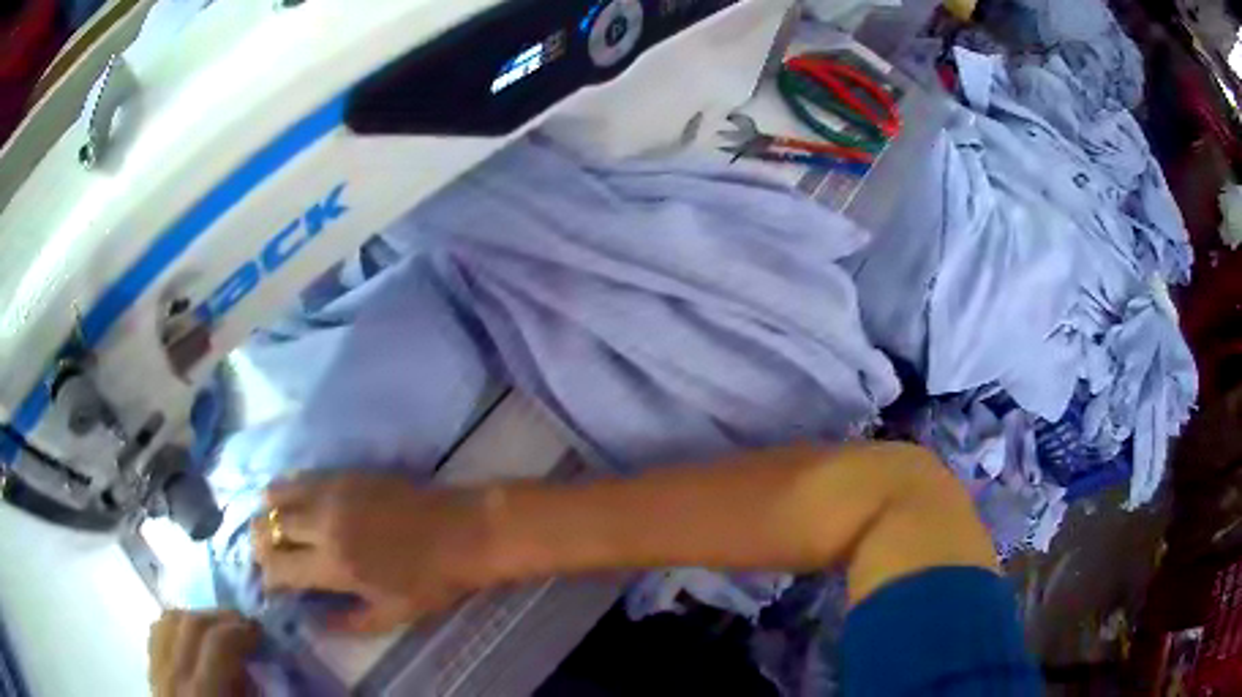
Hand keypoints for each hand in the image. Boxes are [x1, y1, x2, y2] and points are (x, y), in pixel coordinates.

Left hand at [149, 610, 258, 696]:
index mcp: (204, 695)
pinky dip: (176, 628)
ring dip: (196, 618)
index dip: (241, 629)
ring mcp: (157, 673)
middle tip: (243, 628)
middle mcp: (174, 677)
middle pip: (189, 623)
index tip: (260, 633)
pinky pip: (158, 634)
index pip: (216, 641)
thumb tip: (258, 665)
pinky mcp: (151, 674)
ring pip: (167, 621)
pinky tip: (193, 643)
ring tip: (218, 631)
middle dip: (219, 617)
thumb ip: (248, 692)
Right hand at [253, 472, 491, 633]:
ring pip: (275, 494)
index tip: (273, 584)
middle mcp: (322, 524)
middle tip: (270, 557)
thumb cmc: (431, 581)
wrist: (462, 531)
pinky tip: (296, 505)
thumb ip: (347, 622)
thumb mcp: (392, 615)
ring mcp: (331, 492)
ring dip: (268, 514)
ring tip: (278, 529)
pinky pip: (299, 476)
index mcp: (333, 565)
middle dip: (259, 545)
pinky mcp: (344, 472)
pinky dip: (287, 491)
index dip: (267, 577)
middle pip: (265, 527)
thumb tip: (311, 622)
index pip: (276, 567)